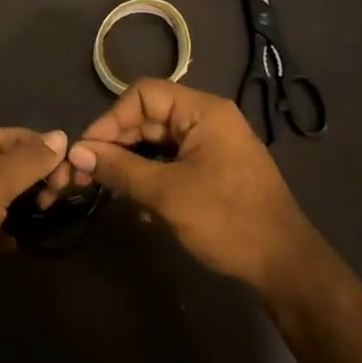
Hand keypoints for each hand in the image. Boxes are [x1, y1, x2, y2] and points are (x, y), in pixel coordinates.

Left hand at [0, 125, 68, 309]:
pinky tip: (11, 246)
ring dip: (24, 209)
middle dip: (41, 184)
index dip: (54, 157)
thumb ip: (32, 159)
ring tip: (39, 228)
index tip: (72, 186)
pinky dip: (3, 230)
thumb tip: (61, 134)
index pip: (30, 138)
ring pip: (4, 195)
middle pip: (18, 165)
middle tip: (54, 208)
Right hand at [52, 79, 317, 296]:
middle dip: (116, 143)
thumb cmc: (227, 220)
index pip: (143, 95)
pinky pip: (170, 161)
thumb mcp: (167, 193)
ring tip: (104, 186)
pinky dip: (149, 175)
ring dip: (129, 162)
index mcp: (204, 111)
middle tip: (84, 173)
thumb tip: (76, 152)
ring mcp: (211, 145)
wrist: (285, 266)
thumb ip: (120, 168)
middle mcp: (208, 119)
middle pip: (148, 117)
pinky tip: (133, 200)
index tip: (86, 151)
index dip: (110, 120)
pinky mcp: (212, 169)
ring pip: (156, 141)